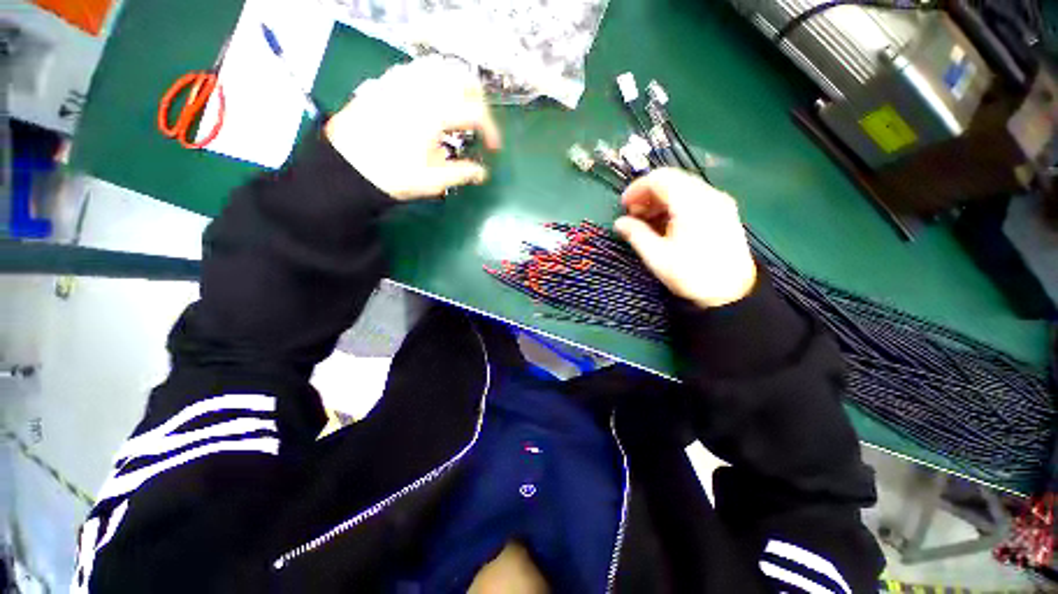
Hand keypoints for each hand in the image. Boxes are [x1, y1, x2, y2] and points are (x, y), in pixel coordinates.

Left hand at [324, 56, 501, 199]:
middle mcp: (421, 90)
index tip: (494, 149)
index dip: (491, 131)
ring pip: (441, 68)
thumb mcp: (432, 181)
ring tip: (459, 109)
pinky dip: (434, 80)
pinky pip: (418, 69)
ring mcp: (402, 82)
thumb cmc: (391, 175)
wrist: (346, 167)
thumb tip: (482, 173)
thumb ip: (461, 174)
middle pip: (462, 80)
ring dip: (457, 86)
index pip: (476, 113)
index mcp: (435, 115)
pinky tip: (433, 99)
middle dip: (478, 102)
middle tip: (479, 125)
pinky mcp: (387, 82)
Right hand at [614, 168, 756, 308]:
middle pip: (672, 180)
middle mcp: (708, 194)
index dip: (637, 189)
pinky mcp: (724, 212)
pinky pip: (694, 197)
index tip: (623, 206)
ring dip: (661, 199)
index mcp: (691, 203)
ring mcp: (719, 202)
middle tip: (633, 214)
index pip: (660, 179)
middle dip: (648, 194)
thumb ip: (635, 234)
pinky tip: (665, 223)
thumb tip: (619, 222)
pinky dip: (675, 205)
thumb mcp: (657, 256)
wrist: (731, 293)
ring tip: (646, 220)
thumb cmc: (690, 274)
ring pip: (683, 188)